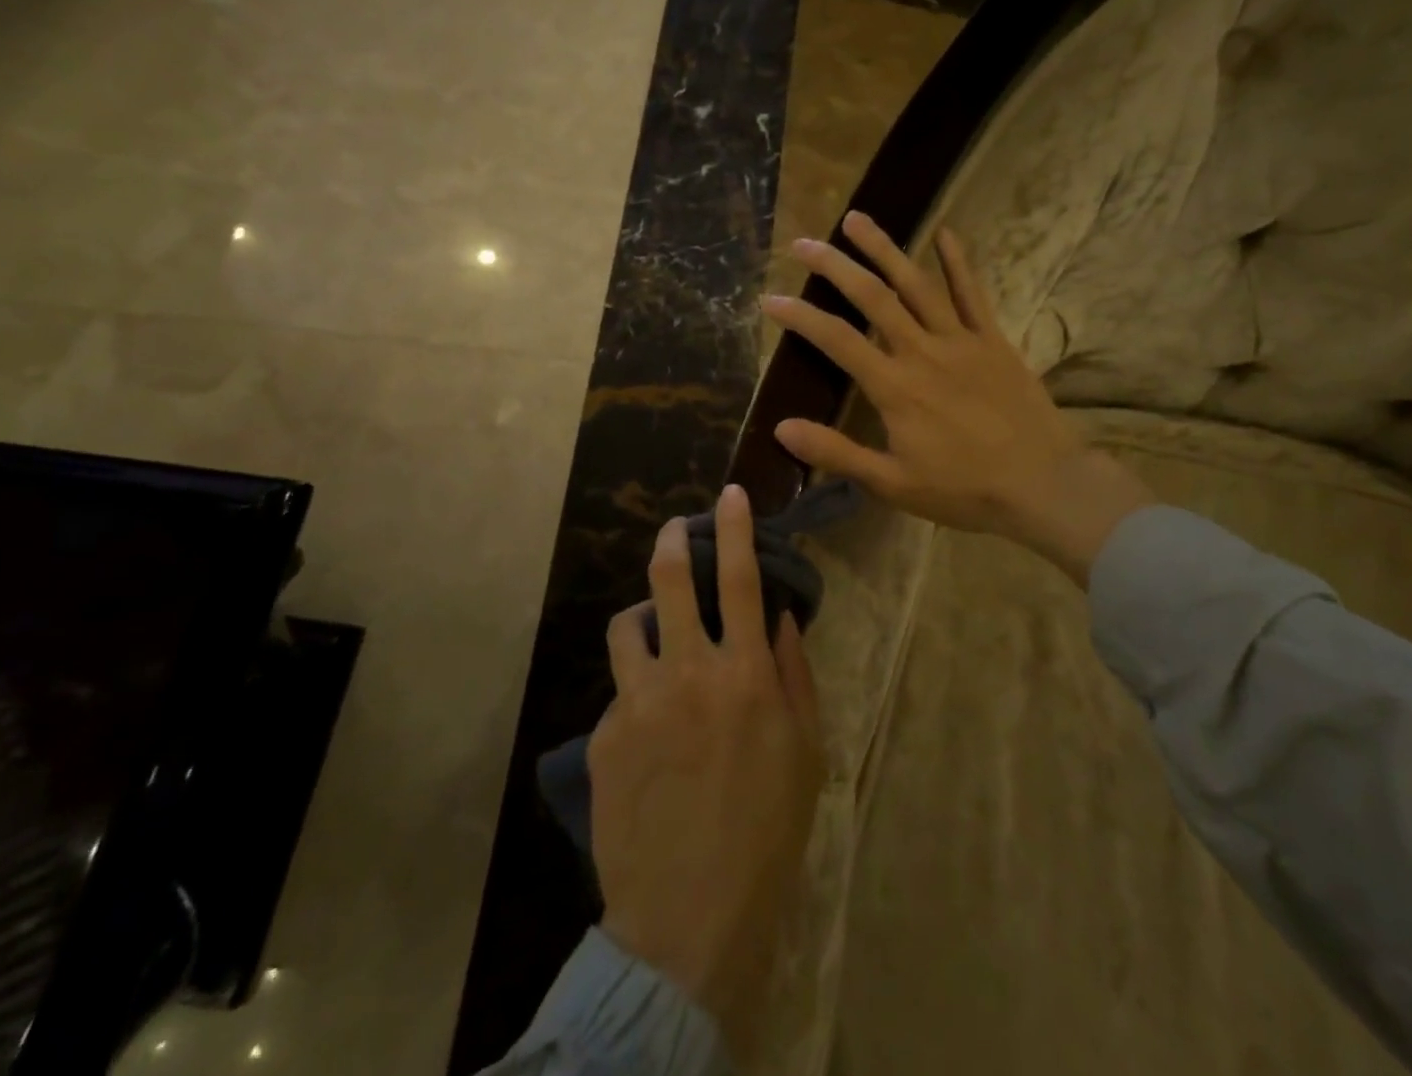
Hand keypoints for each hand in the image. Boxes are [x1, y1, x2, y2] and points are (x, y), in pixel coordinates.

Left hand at [591, 484, 823, 1061]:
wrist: (689, 918)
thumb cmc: (766, 832)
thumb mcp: (806, 752)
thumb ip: (795, 674)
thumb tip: (783, 617)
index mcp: (746, 674)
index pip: (743, 578)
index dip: (736, 528)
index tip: (731, 494)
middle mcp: (690, 672)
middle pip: (672, 578)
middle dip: (673, 539)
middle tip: (675, 527)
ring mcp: (639, 701)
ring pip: (629, 622)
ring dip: (646, 615)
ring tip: (657, 632)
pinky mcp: (605, 734)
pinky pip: (619, 688)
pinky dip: (636, 686)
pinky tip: (648, 724)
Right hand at [761, 211, 1153, 584]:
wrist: (1044, 485)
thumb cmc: (964, 489)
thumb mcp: (892, 483)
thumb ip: (837, 453)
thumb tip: (782, 428)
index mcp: (894, 387)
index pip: (836, 340)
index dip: (800, 317)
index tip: (769, 298)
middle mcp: (923, 351)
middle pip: (873, 297)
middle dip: (834, 266)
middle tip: (804, 242)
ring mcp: (961, 340)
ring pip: (917, 284)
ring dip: (884, 248)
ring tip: (857, 218)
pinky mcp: (993, 341)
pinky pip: (973, 294)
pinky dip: (958, 262)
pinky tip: (945, 232)